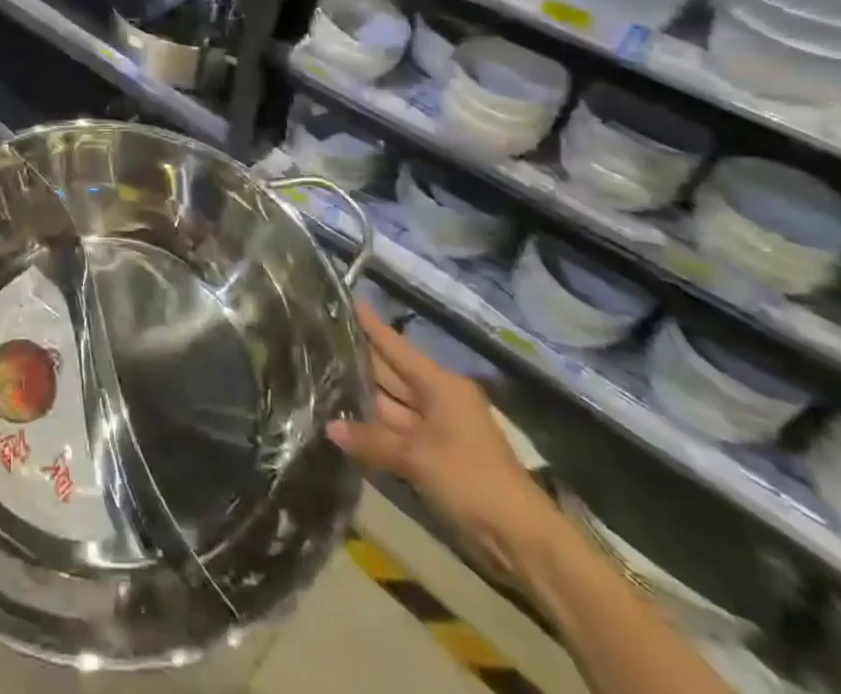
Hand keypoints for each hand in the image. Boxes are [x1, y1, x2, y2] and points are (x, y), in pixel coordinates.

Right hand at [330, 301, 563, 584]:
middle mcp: (437, 399)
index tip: (345, 298)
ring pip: (391, 405)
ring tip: (321, 375)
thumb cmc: (471, 479)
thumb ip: (371, 440)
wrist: (521, 541)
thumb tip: (329, 427)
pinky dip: (373, 430)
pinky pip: (396, 433)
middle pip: (391, 373)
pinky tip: (342, 422)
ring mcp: (436, 429)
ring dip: (361, 398)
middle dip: (358, 359)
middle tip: (319, 338)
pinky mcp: (434, 457)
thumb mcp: (416, 457)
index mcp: (440, 385)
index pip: (395, 346)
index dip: (370, 323)